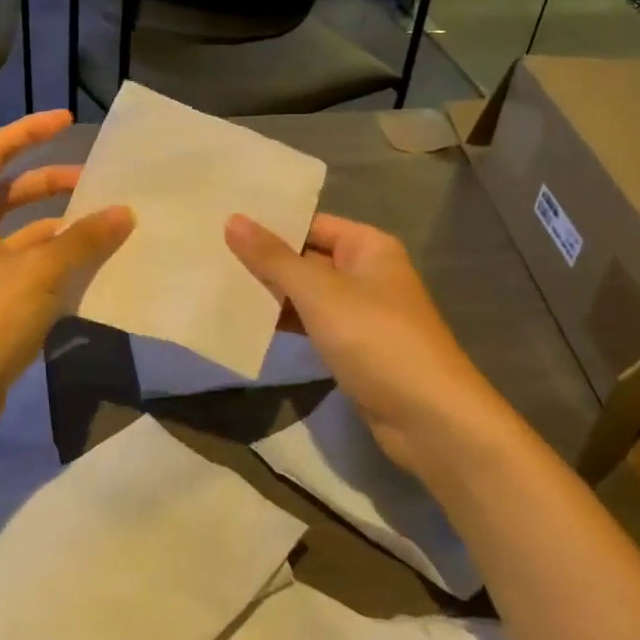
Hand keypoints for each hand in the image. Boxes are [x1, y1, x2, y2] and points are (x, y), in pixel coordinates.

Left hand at [0, 112, 132, 452]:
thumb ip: (84, 239)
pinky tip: (94, 271)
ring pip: (24, 236)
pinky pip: (29, 270)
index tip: (67, 121)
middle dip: (52, 184)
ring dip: (62, 229)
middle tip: (96, 183)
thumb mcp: (41, 272)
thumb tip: (124, 213)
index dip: (29, 131)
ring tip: (108, 228)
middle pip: (11, 194)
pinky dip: (58, 265)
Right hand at [226, 214, 499, 481]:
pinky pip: (313, 324)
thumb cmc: (376, 339)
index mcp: (368, 246)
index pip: (311, 223)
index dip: (270, 223)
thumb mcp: (319, 292)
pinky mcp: (355, 348)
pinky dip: (285, 323)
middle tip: (210, 252)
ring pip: (307, 293)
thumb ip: (273, 257)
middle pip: (307, 257)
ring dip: (271, 293)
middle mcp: (367, 272)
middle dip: (264, 259)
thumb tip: (232, 220)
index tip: (223, 221)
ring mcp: (362, 312)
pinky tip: (248, 323)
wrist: (429, 419)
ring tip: (218, 283)